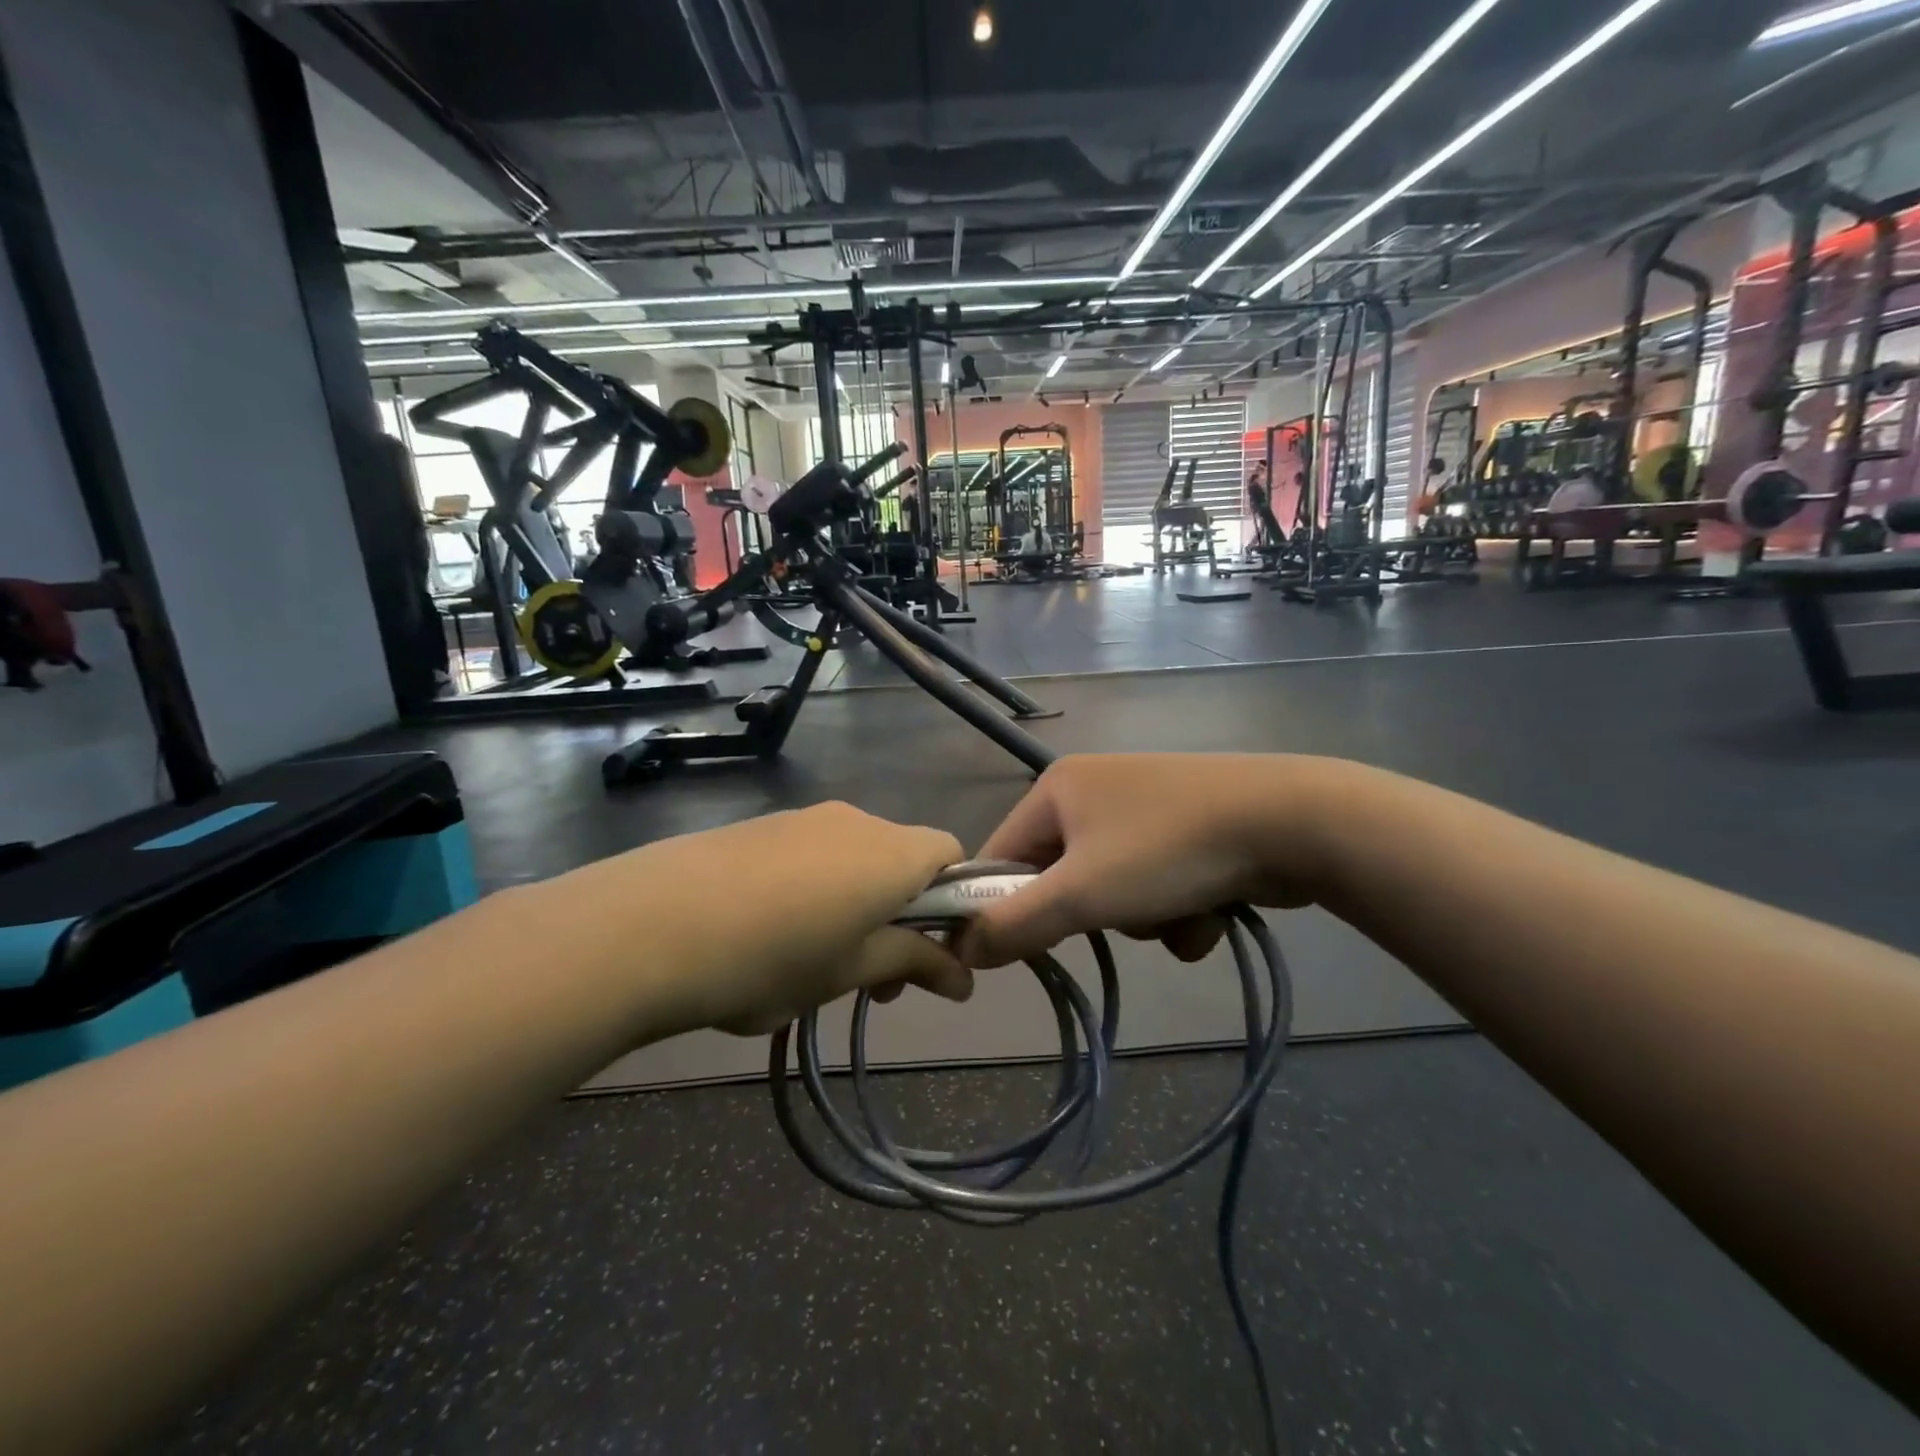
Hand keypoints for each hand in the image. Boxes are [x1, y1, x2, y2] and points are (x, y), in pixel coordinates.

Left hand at [562, 803, 970, 1036]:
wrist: (647, 925)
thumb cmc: (772, 957)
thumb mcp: (851, 970)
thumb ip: (914, 964)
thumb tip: (966, 979)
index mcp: (891, 852)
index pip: (952, 854)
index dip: (954, 901)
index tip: (931, 952)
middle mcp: (856, 821)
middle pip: (902, 858)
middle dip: (902, 915)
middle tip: (876, 979)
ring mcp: (802, 817)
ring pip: (854, 858)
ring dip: (858, 905)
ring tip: (817, 966)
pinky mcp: (759, 826)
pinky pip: (811, 853)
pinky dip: (816, 890)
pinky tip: (771, 935)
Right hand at [959, 754, 1351, 967]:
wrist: (1291, 822)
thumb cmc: (1167, 852)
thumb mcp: (1080, 895)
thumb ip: (1013, 924)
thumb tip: (960, 948)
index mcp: (1058, 788)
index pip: (1001, 855)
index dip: (1002, 906)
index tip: (1018, 951)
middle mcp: (1095, 789)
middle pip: (1061, 877)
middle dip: (1093, 914)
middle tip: (1116, 919)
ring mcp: (1145, 807)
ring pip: (1113, 890)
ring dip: (1141, 919)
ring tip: (1178, 911)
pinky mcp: (1186, 829)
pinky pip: (1156, 885)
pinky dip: (1177, 908)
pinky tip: (1212, 907)